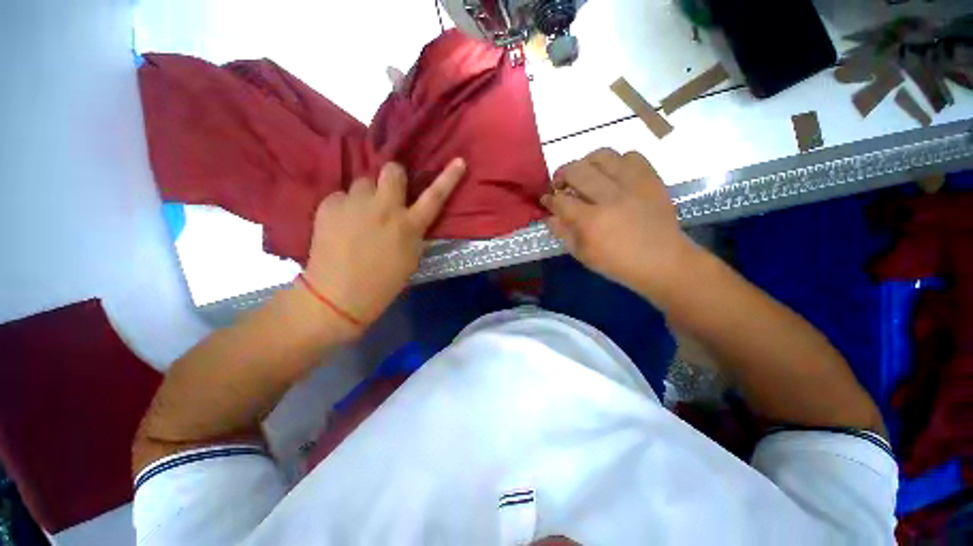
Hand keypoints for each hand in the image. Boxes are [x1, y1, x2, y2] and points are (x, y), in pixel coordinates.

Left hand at [302, 159, 465, 334]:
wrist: (338, 295)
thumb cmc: (383, 283)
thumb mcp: (411, 259)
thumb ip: (414, 233)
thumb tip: (412, 217)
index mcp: (409, 226)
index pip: (435, 196)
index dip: (448, 178)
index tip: (458, 161)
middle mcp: (385, 208)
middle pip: (391, 170)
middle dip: (392, 178)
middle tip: (387, 195)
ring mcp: (355, 204)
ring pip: (363, 182)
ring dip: (366, 195)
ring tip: (359, 215)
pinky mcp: (329, 205)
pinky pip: (341, 195)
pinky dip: (345, 206)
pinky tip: (341, 225)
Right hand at [542, 149, 695, 297]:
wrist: (662, 261)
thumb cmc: (617, 263)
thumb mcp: (583, 254)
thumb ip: (562, 232)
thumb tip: (549, 215)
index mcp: (591, 221)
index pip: (561, 201)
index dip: (549, 198)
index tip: (546, 199)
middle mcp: (610, 197)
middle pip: (577, 171)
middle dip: (562, 174)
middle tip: (561, 183)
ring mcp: (633, 185)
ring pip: (603, 156)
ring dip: (587, 162)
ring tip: (586, 173)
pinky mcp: (651, 179)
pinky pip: (631, 155)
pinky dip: (617, 162)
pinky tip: (613, 175)